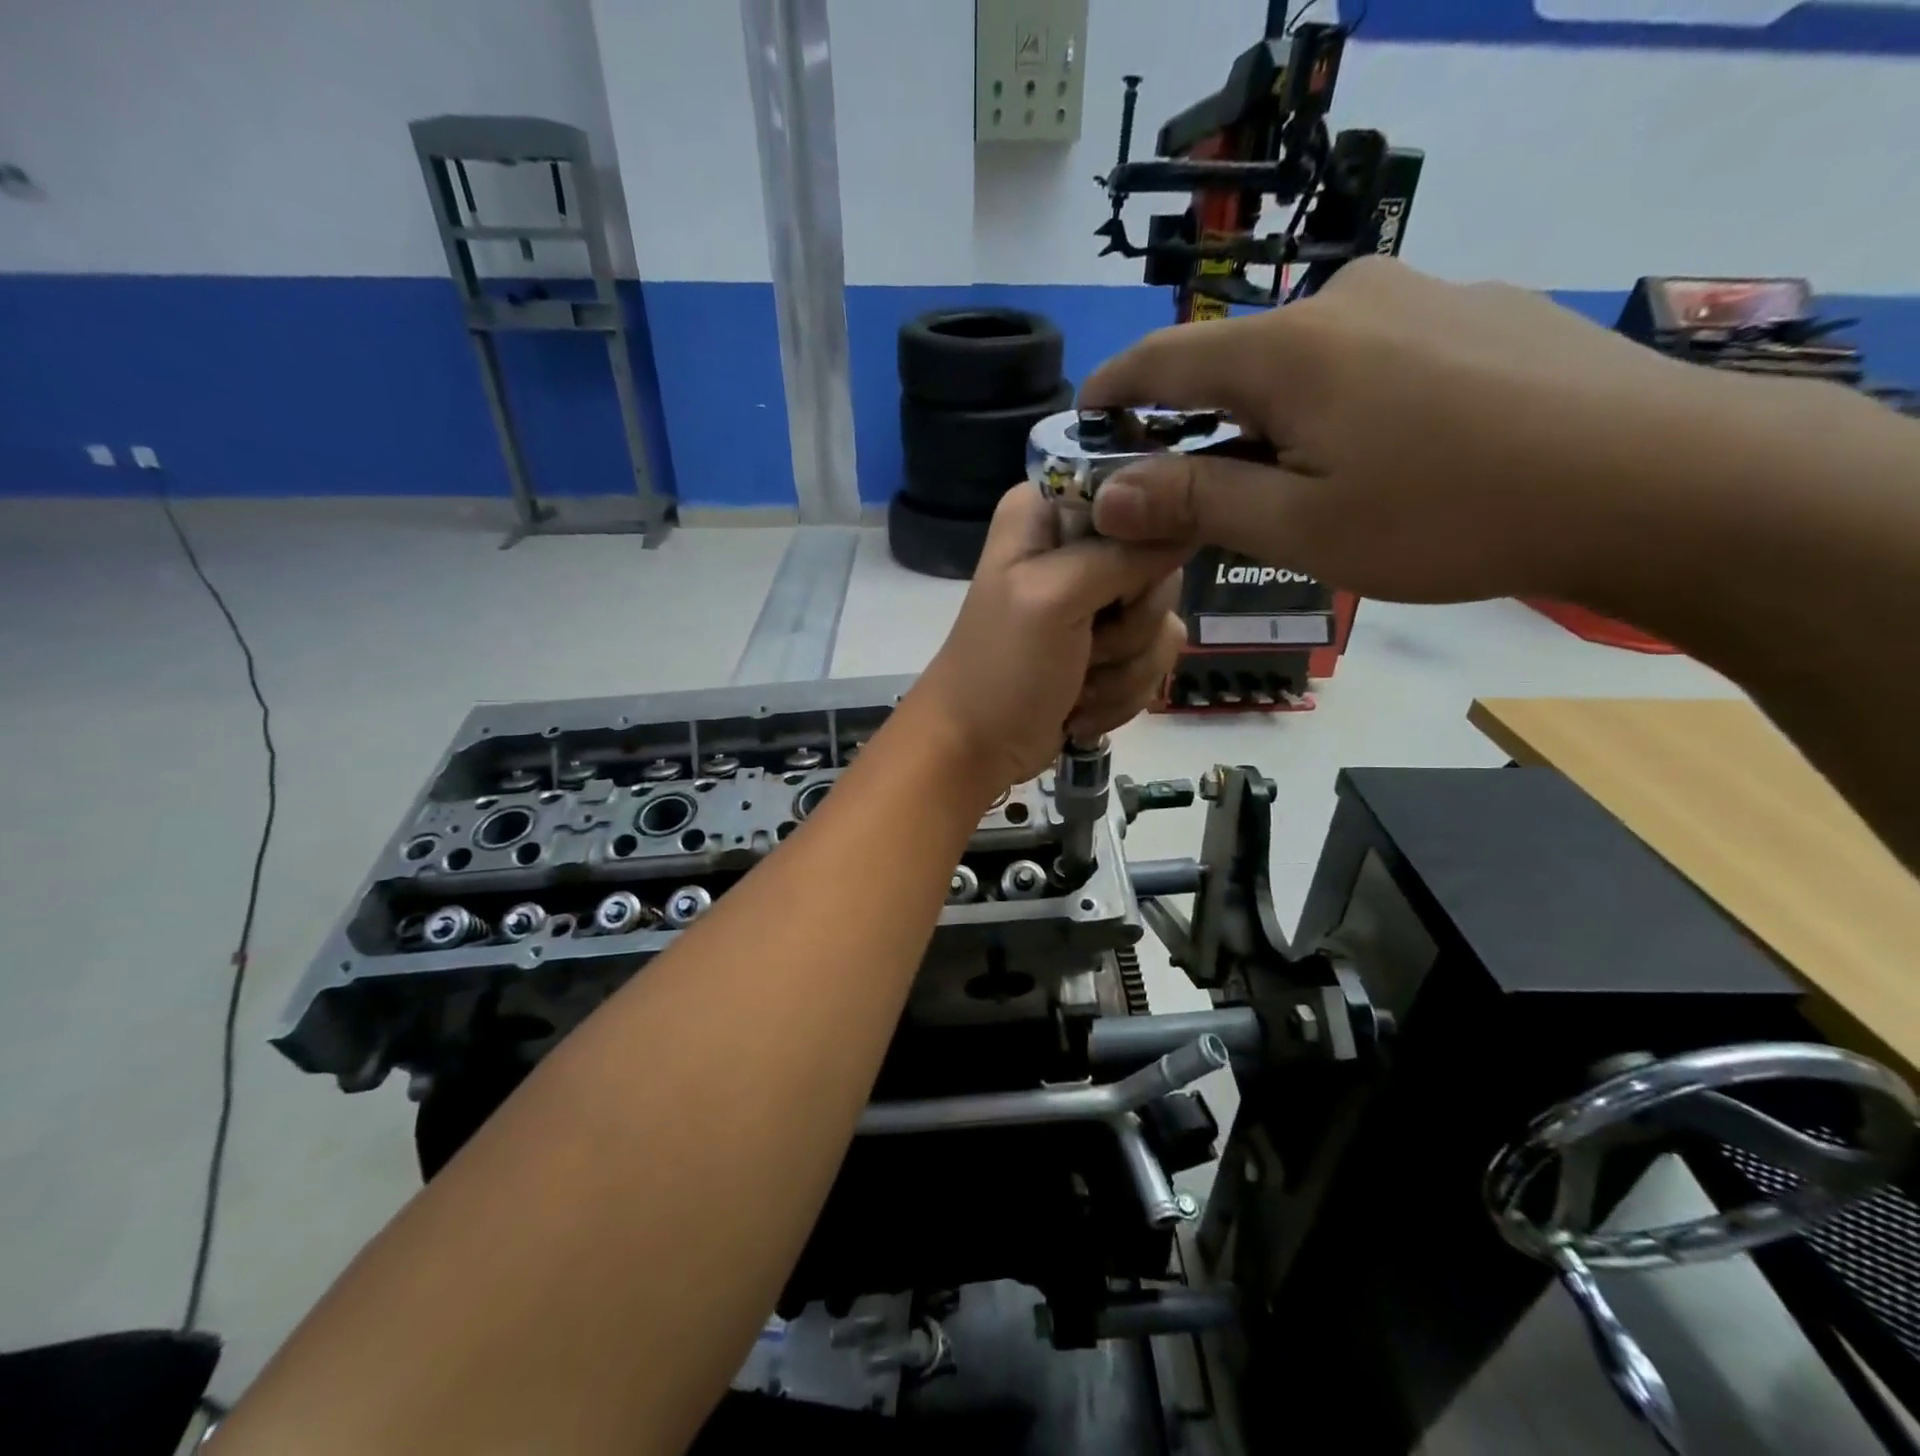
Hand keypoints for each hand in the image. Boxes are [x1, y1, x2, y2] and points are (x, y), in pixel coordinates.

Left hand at [910, 486, 1186, 795]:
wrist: (980, 748)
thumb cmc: (1004, 667)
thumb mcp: (1056, 595)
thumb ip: (1124, 552)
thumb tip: (1191, 523)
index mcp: (1049, 513)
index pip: (1138, 496)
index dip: (1141, 547)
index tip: (1116, 590)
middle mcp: (1077, 547)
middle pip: (1161, 564)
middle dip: (1130, 624)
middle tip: (1085, 647)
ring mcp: (1097, 601)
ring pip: (1164, 620)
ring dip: (1124, 669)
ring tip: (1076, 685)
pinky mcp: (1111, 647)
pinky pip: (1156, 659)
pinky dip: (1121, 692)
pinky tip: (1081, 705)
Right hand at [1080, 257, 1732, 603]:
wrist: (1656, 479)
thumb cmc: (1448, 515)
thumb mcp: (1301, 527)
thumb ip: (1196, 501)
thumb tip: (1107, 493)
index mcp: (1287, 350)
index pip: (1163, 360)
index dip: (1111, 392)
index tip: (1080, 423)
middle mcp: (1343, 300)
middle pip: (1234, 364)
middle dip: (1195, 425)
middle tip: (1189, 495)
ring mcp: (1416, 296)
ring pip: (1302, 362)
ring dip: (1269, 420)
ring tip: (1293, 489)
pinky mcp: (1470, 311)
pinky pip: (1365, 356)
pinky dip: (1333, 404)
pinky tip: (1376, 456)